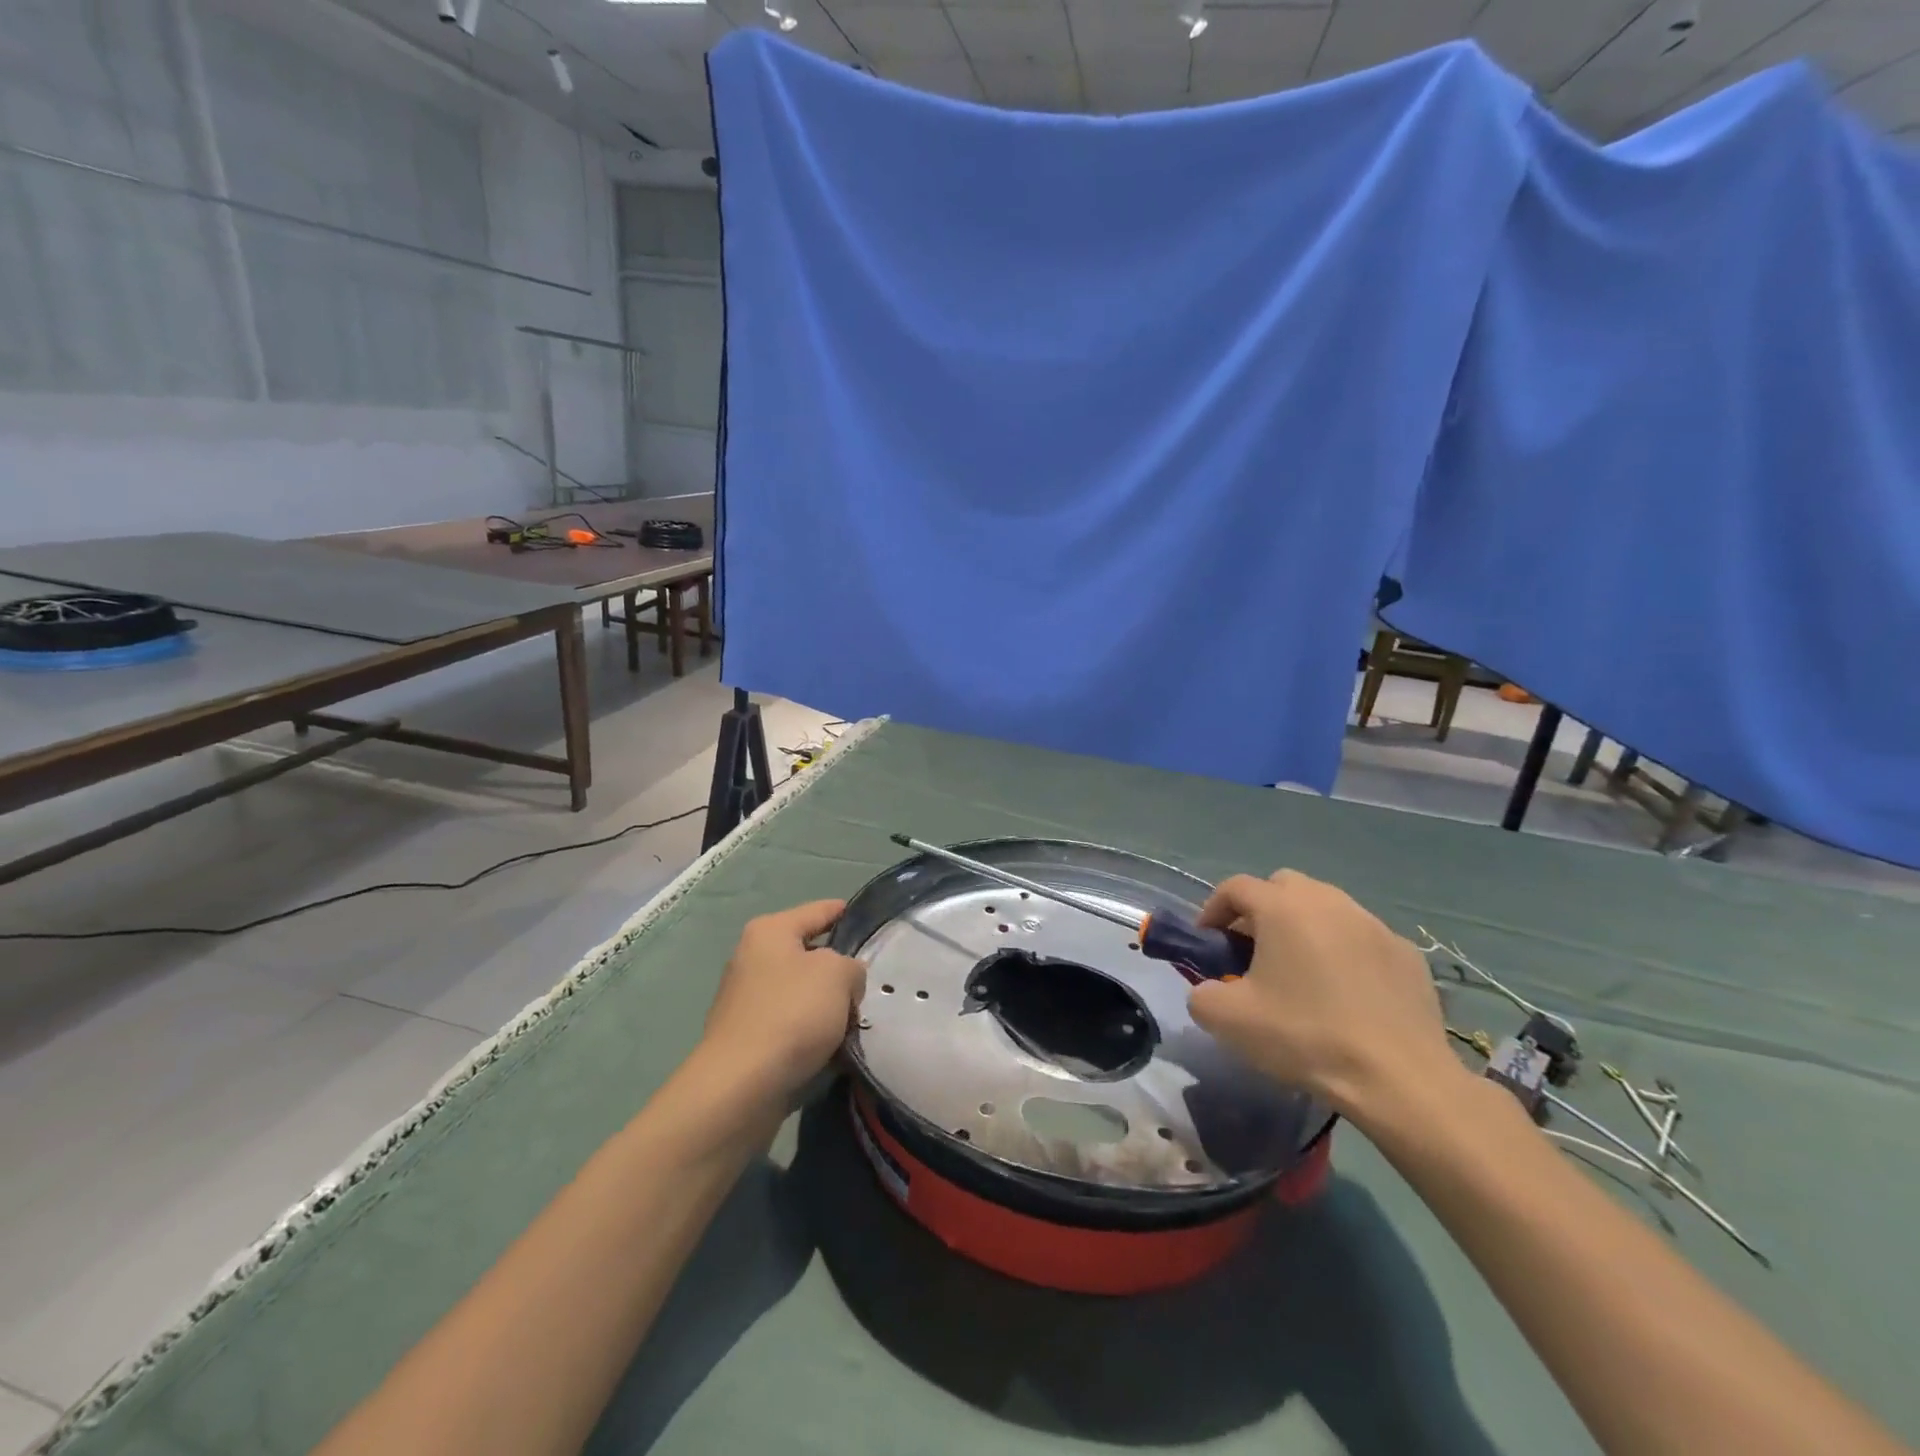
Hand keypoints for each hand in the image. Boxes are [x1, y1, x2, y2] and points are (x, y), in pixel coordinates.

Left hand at [700, 900, 866, 1104]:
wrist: (741, 1086)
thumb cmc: (792, 1013)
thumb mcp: (838, 975)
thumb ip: (851, 967)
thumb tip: (844, 981)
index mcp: (770, 931)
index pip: (818, 911)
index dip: (845, 912)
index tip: (868, 920)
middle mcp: (752, 959)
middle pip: (810, 955)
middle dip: (839, 971)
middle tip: (868, 986)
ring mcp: (746, 1000)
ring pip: (802, 993)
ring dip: (827, 1007)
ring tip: (854, 1024)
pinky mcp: (747, 1038)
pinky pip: (792, 1024)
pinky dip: (811, 1033)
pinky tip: (833, 1049)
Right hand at [1187, 870, 1462, 1119]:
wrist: (1399, 1080)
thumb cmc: (1305, 1037)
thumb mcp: (1227, 1020)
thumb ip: (1201, 994)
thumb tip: (1210, 990)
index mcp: (1283, 907)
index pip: (1235, 887)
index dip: (1213, 910)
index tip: (1208, 943)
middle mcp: (1329, 901)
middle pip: (1283, 886)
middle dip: (1261, 910)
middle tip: (1253, 950)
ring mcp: (1374, 924)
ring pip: (1326, 907)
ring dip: (1304, 927)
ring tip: (1300, 970)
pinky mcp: (1408, 954)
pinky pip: (1362, 937)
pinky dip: (1345, 951)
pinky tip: (1345, 991)